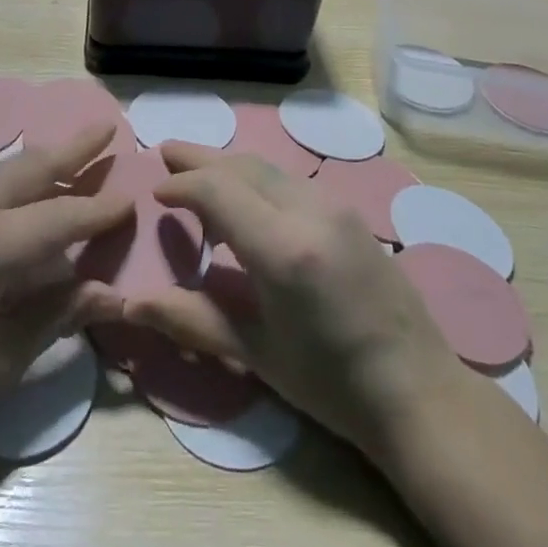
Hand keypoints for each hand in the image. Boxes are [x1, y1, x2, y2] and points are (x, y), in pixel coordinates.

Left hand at [0, 123, 132, 474]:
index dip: (103, 210)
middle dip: (75, 147)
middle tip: (108, 128)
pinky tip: (24, 194)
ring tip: (74, 153)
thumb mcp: (1, 359)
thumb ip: (59, 315)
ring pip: (6, 171)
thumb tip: (114, 296)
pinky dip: (16, 180)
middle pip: (33, 167)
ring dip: (44, 161)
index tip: (135, 197)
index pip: (65, 217)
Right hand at [125, 144, 463, 461]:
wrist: (418, 391)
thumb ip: (191, 319)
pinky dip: (256, 180)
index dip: (182, 184)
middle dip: (200, 159)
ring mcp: (335, 206)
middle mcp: (309, 211)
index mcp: (283, 248)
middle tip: (165, 154)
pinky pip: (290, 181)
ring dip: (229, 166)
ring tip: (197, 172)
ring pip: (268, 168)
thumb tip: (129, 305)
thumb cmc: (331, 383)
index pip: (218, 189)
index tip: (155, 192)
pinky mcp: (348, 212)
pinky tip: (245, 201)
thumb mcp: (256, 352)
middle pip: (243, 166)